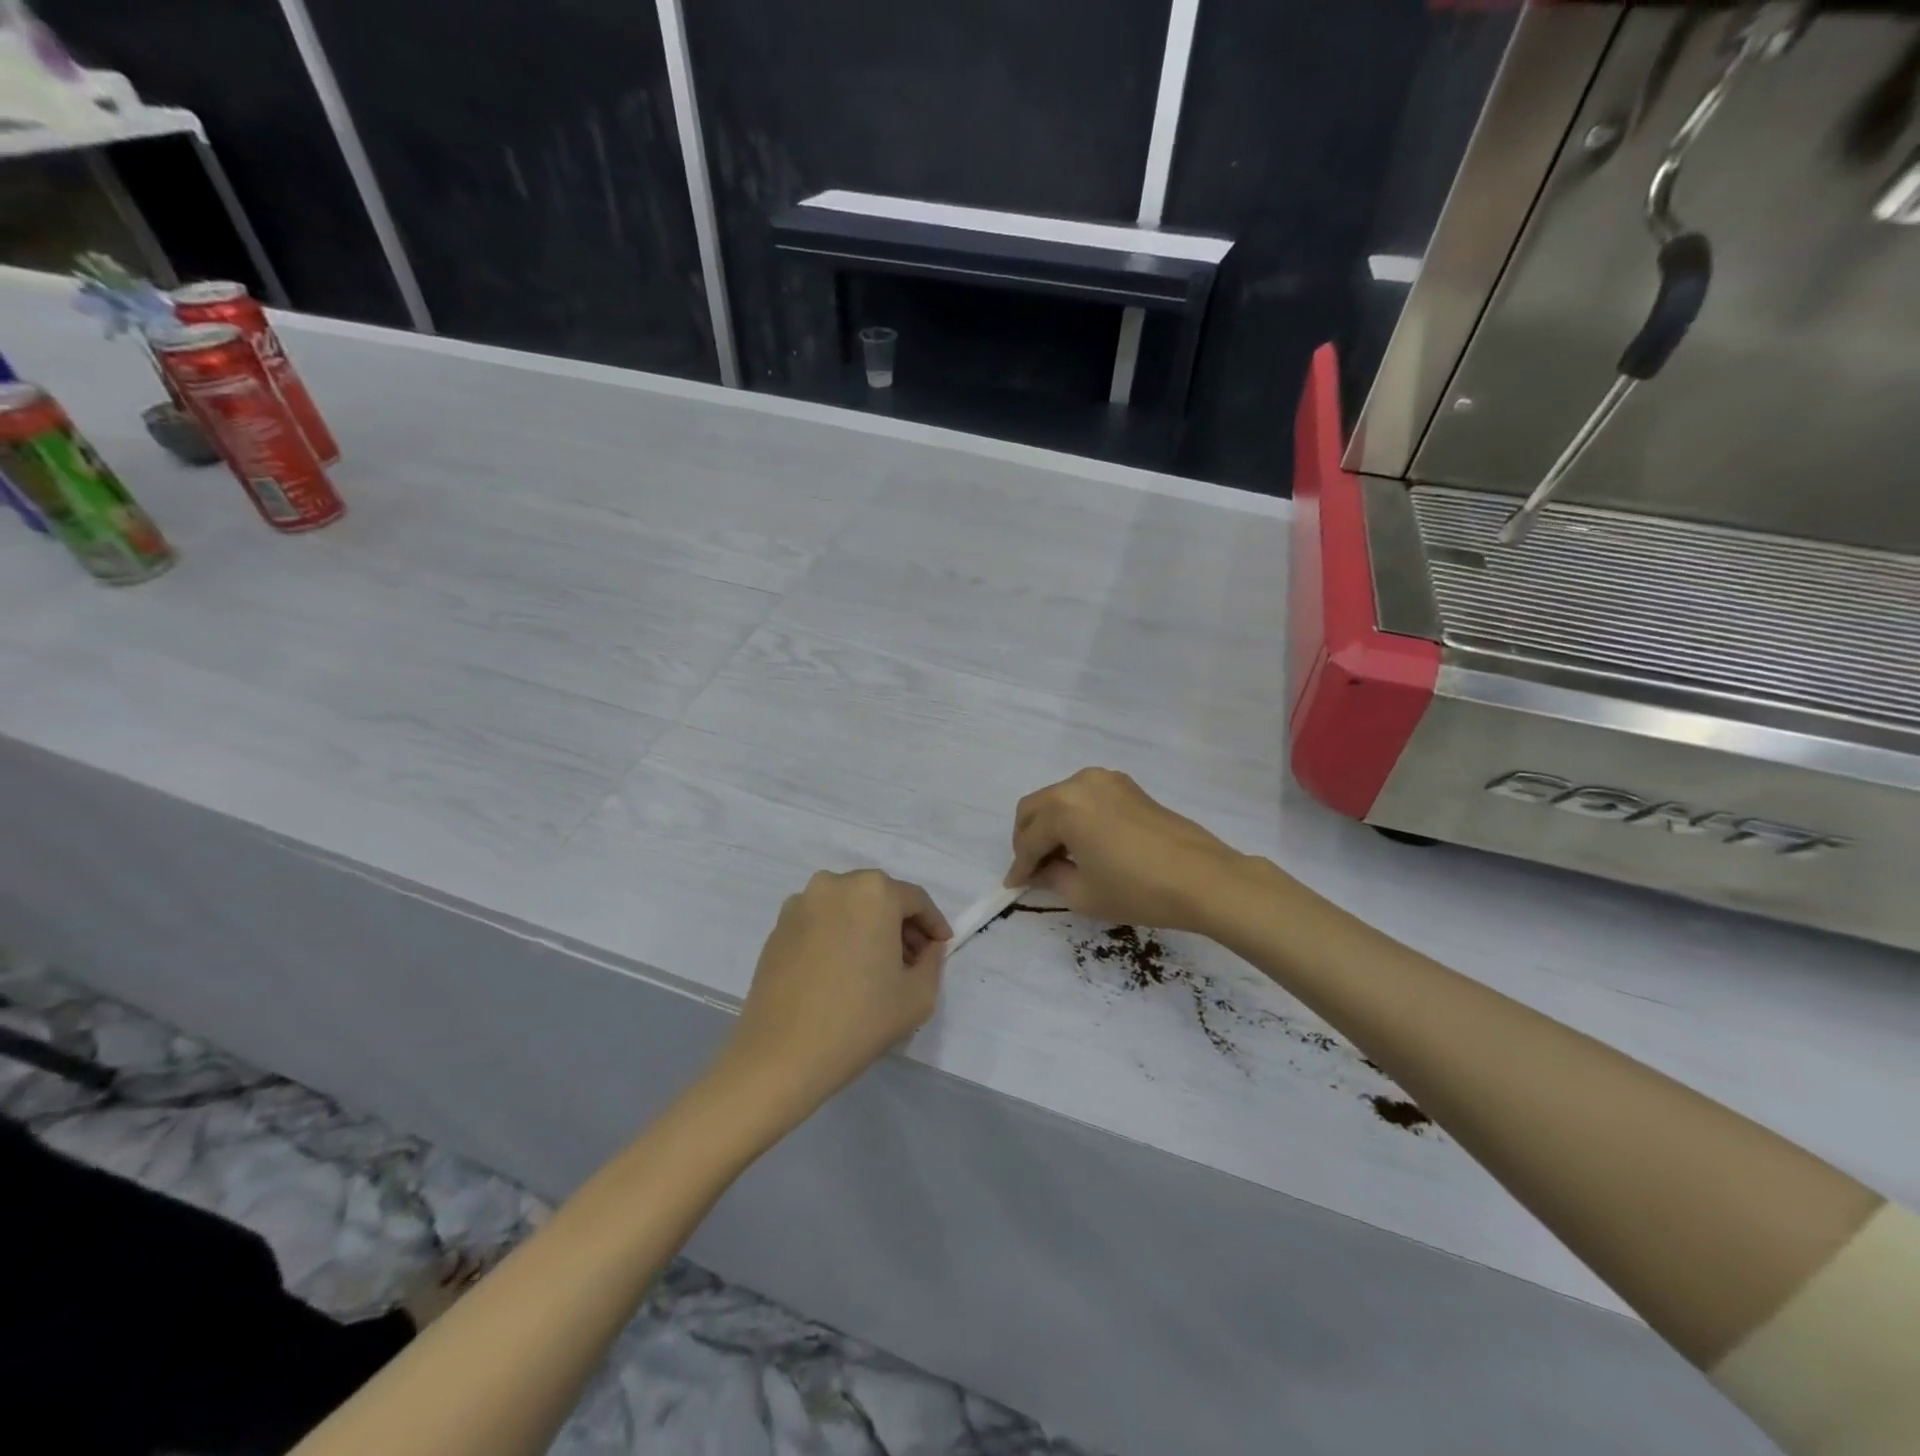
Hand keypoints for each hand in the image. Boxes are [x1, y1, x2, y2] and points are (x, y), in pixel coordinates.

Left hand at [718, 870, 951, 1122]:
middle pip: (880, 897)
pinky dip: (838, 936)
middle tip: (911, 960)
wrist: (780, 1056)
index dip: (933, 924)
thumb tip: (926, 947)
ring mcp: (801, 903)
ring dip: (867, 927)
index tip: (941, 947)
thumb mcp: (918, 996)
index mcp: (874, 892)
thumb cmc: (858, 1021)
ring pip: (848, 907)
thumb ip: (933, 961)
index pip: (916, 900)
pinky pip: (821, 921)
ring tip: (874, 968)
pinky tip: (840, 972)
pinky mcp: (778, 927)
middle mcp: (835, 884)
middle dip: (900, 924)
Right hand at [1005, 768, 1248, 933]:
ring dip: (1050, 825)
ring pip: (1059, 799)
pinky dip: (1074, 817)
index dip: (1019, 866)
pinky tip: (1084, 843)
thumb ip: (1052, 878)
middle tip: (1031, 869)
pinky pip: (1085, 797)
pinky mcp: (1127, 786)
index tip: (1013, 886)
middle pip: (1036, 808)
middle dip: (1028, 839)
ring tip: (1058, 858)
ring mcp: (1106, 780)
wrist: (1204, 879)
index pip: (1029, 839)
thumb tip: (1041, 872)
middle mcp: (1079, 784)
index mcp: (1063, 807)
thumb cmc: (1138, 890)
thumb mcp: (1084, 894)